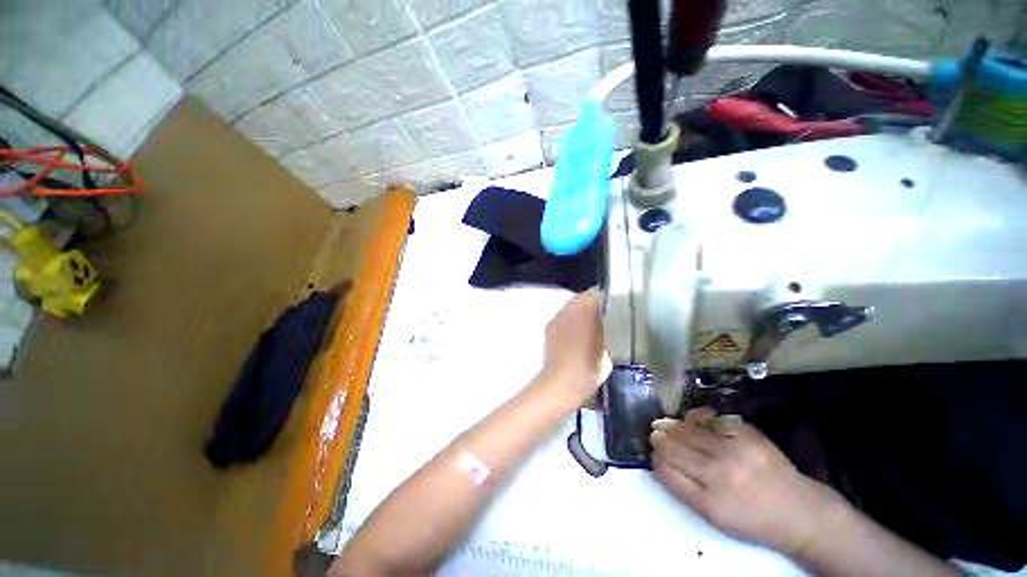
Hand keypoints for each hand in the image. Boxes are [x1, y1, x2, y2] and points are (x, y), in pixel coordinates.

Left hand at [539, 288, 610, 403]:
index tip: (617, 304)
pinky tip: (576, 334)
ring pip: (573, 306)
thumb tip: (614, 318)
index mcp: (587, 309)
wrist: (561, 381)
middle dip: (595, 303)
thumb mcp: (610, 347)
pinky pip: (564, 317)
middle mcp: (570, 308)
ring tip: (592, 325)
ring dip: (582, 311)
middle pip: (584, 297)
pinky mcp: (550, 327)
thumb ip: (611, 328)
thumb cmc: (590, 365)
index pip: (598, 292)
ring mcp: (558, 316)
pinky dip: (571, 321)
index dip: (608, 296)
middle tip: (607, 315)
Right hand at [650, 408, 846, 555]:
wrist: (799, 511)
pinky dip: (696, 417)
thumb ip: (684, 490)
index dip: (656, 460)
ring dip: (671, 427)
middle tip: (652, 434)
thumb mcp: (716, 518)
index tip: (653, 454)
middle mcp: (719, 474)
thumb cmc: (753, 520)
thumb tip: (660, 462)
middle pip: (674, 449)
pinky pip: (711, 419)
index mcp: (709, 502)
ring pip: (688, 432)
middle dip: (659, 440)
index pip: (667, 472)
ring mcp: (734, 451)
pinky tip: (689, 418)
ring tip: (662, 424)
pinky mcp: (747, 434)